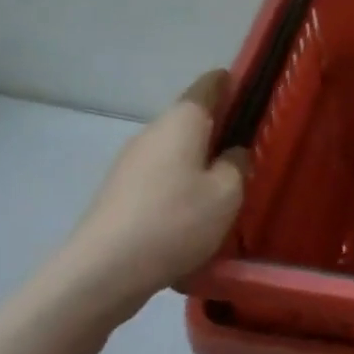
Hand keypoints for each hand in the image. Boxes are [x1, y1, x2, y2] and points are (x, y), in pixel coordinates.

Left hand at [55, 70, 249, 313]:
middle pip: (190, 119)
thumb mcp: (227, 193)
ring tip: (225, 187)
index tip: (250, 90)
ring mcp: (131, 162)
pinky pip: (160, 177)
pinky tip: (193, 214)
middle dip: (217, 128)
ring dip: (198, 161)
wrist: (104, 270)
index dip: (229, 83)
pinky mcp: (120, 192)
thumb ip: (237, 165)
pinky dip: (180, 185)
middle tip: (248, 147)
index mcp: (182, 121)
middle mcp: (153, 132)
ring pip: (174, 151)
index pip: (208, 86)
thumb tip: (232, 153)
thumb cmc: (176, 220)